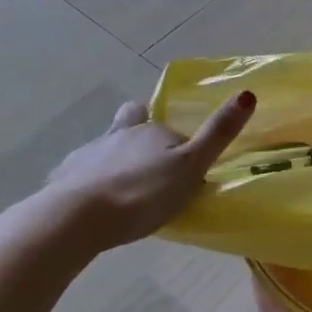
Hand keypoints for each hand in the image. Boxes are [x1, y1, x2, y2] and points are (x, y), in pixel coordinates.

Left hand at [37, 92, 255, 250]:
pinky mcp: (64, 176)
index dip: (179, 144)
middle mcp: (120, 133)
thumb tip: (247, 93)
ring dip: (115, 158)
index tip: (186, 168)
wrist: (76, 218)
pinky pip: (80, 172)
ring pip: (106, 146)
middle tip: (151, 161)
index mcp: (152, 130)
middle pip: (132, 122)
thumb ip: (217, 134)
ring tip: (124, 187)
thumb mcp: (190, 166)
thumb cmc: (141, 193)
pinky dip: (89, 181)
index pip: (171, 130)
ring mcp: (89, 153)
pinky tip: (92, 202)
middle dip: (140, 132)